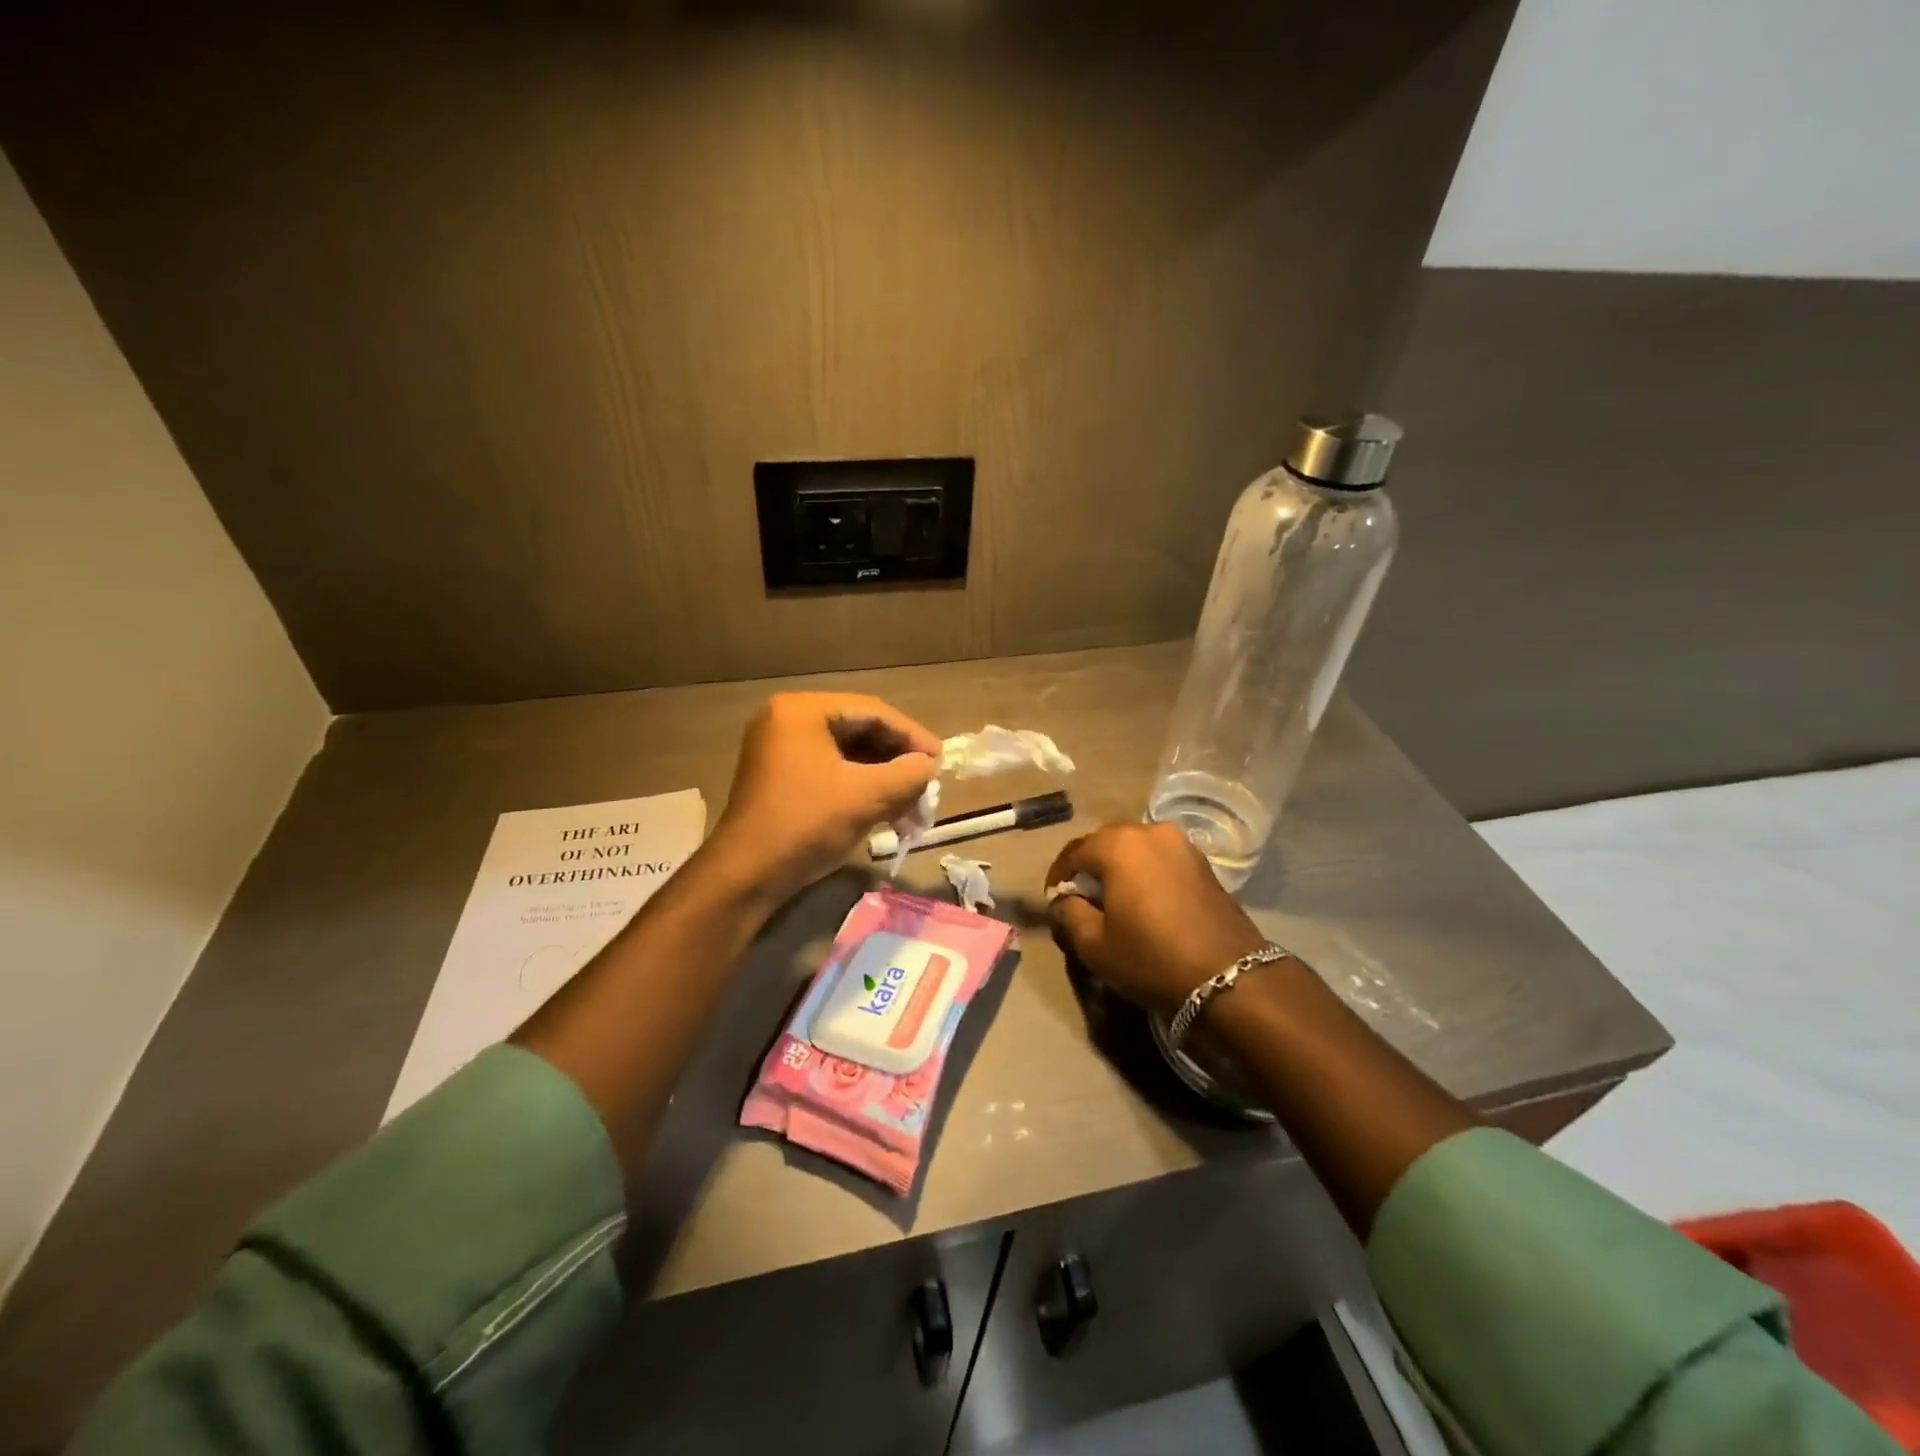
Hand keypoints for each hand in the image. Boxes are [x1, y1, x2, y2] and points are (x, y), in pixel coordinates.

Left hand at [706, 693, 940, 902]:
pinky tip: (886, 815)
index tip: (940, 761)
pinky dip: (861, 790)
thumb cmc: (805, 824)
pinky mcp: (780, 778)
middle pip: (860, 731)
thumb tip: (928, 767)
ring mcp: (780, 750)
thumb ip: (908, 774)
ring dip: (883, 781)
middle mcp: (787, 721)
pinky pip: (831, 772)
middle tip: (927, 786)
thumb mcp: (866, 796)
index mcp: (802, 711)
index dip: (911, 736)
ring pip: (848, 756)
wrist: (745, 876)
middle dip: (897, 763)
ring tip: (912, 810)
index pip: (872, 711)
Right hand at [1046, 823, 1268, 1016]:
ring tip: (1115, 902)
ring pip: (1135, 850)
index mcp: (1118, 844)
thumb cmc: (1151, 957)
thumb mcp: (1094, 945)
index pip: (1073, 852)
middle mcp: (1149, 832)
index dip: (1058, 877)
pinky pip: (1160, 860)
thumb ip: (1068, 914)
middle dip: (1089, 869)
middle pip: (1105, 844)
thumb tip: (1064, 901)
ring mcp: (1181, 844)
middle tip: (1082, 902)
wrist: (1229, 977)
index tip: (1054, 902)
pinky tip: (1146, 903)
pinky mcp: (1203, 862)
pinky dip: (1146, 874)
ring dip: (1119, 870)